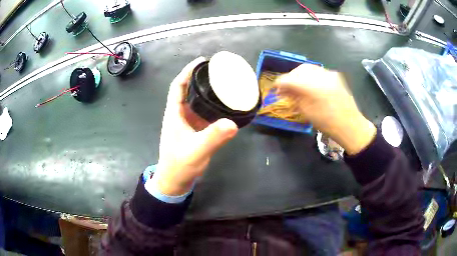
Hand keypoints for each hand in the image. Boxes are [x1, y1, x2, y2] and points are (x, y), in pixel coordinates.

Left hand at [155, 57, 238, 195]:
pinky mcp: (196, 130)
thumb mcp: (195, 151)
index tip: (202, 61)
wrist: (175, 181)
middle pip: (189, 90)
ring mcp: (188, 123)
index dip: (188, 71)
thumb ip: (212, 138)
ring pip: (197, 101)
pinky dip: (213, 106)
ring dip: (208, 92)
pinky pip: (205, 113)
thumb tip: (233, 123)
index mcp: (175, 113)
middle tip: (219, 71)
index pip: (178, 86)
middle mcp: (181, 114)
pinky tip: (226, 105)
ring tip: (225, 84)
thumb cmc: (179, 165)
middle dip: (201, 78)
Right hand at [274, 64, 375, 154]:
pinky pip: (318, 71)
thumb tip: (284, 90)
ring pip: (308, 68)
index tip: (276, 90)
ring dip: (299, 76)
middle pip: (298, 70)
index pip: (289, 79)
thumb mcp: (306, 112)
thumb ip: (294, 97)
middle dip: (290, 78)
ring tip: (298, 86)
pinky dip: (310, 76)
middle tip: (286, 88)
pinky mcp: (335, 76)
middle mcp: (320, 75)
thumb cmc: (327, 123)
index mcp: (312, 86)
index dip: (279, 83)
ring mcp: (329, 74)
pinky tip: (310, 85)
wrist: (350, 125)